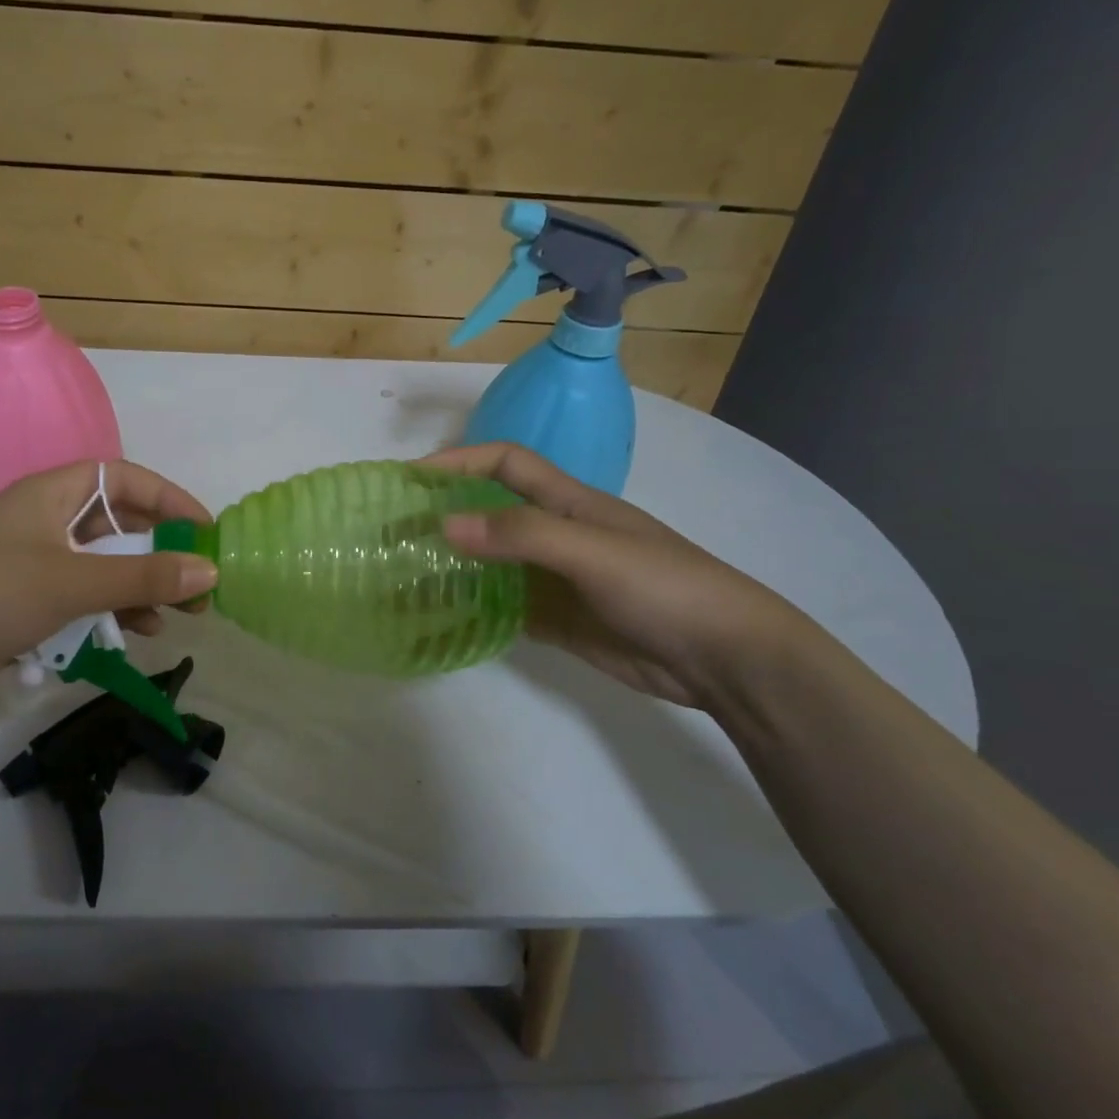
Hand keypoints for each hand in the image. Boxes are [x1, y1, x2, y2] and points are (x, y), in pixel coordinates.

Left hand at [0, 460, 215, 701]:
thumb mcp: (74, 581)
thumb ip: (144, 577)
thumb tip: (209, 571)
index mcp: (51, 493)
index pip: (123, 479)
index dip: (168, 499)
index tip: (204, 530)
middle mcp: (45, 520)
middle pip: (117, 525)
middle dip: (161, 553)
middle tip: (198, 585)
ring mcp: (34, 563)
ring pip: (103, 566)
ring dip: (140, 587)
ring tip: (176, 617)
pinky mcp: (25, 602)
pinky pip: (82, 597)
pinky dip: (110, 610)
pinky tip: (134, 634)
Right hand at [423, 443, 808, 710]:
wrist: (724, 657)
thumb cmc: (663, 587)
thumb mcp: (592, 551)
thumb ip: (521, 536)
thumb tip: (444, 525)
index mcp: (569, 503)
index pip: (505, 464)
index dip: (460, 461)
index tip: (412, 478)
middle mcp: (557, 535)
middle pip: (490, 513)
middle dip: (444, 514)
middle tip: (393, 533)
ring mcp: (556, 579)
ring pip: (492, 563)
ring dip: (453, 564)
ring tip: (405, 576)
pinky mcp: (558, 620)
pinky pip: (504, 607)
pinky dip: (473, 608)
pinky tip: (443, 618)